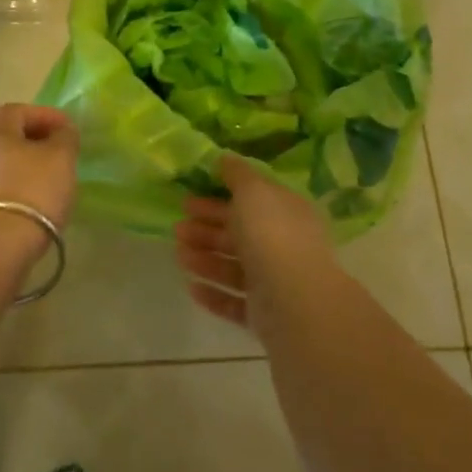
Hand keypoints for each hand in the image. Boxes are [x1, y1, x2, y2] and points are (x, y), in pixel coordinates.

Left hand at [0, 103, 79, 230]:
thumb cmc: (32, 191)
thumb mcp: (61, 158)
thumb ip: (65, 137)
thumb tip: (62, 130)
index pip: (17, 110)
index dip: (43, 114)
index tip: (66, 128)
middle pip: (5, 138)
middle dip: (32, 142)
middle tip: (57, 155)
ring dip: (21, 168)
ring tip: (46, 184)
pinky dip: (13, 191)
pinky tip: (29, 206)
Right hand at [174, 155, 340, 329]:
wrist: (294, 300)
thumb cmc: (271, 235)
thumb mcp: (253, 191)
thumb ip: (237, 174)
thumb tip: (224, 158)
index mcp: (286, 213)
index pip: (251, 201)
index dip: (220, 198)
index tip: (189, 198)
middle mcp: (283, 245)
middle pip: (240, 234)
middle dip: (207, 229)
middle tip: (177, 227)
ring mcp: (275, 281)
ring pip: (234, 267)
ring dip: (205, 259)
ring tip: (179, 255)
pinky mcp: (265, 314)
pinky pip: (235, 301)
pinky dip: (213, 293)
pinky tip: (192, 286)